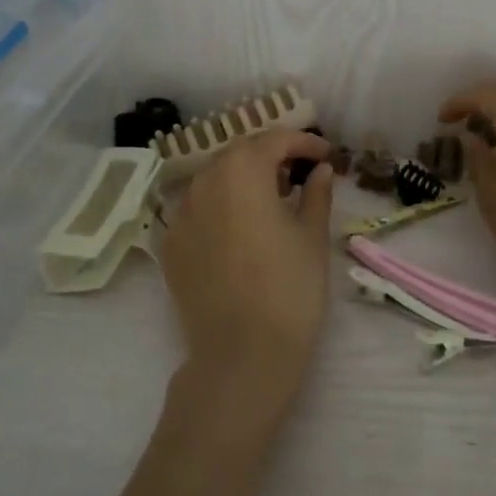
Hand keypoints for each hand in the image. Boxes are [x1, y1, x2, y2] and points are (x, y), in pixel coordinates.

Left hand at [160, 128, 335, 413]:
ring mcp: (180, 214)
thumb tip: (319, 170)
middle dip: (271, 156)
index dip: (303, 142)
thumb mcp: (312, 235)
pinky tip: (241, 229)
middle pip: (240, 154)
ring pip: (215, 179)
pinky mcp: (169, 245)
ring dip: (243, 179)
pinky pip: (198, 209)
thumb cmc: (289, 288)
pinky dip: (221, 206)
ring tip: (271, 200)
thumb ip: (316, 193)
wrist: (241, 355)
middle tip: (300, 173)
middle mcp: (204, 182)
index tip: (325, 154)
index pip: (274, 140)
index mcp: (242, 171)